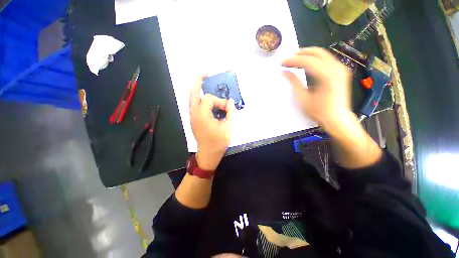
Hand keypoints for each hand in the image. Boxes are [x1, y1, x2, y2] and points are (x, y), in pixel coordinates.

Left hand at [189, 75, 235, 170]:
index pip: (210, 99)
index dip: (220, 101)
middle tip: (205, 72)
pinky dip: (199, 98)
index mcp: (202, 114)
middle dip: (198, 80)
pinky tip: (206, 98)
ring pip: (192, 98)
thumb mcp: (228, 127)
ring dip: (197, 88)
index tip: (228, 108)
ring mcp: (192, 116)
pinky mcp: (194, 119)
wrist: (208, 153)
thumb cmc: (218, 142)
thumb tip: (231, 101)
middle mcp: (194, 113)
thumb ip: (231, 112)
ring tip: (204, 81)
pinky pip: (194, 104)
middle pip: (193, 92)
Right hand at [283, 47, 381, 167]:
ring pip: (322, 54)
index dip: (293, 61)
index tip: (282, 63)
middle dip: (301, 53)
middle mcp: (337, 68)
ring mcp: (340, 69)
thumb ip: (293, 82)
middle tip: (288, 58)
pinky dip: (314, 60)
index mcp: (327, 75)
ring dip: (307, 55)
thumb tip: (284, 72)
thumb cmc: (319, 111)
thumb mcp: (302, 98)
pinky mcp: (340, 72)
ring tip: (295, 61)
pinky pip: (326, 60)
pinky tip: (306, 65)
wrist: (337, 119)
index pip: (307, 61)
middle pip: (317, 52)